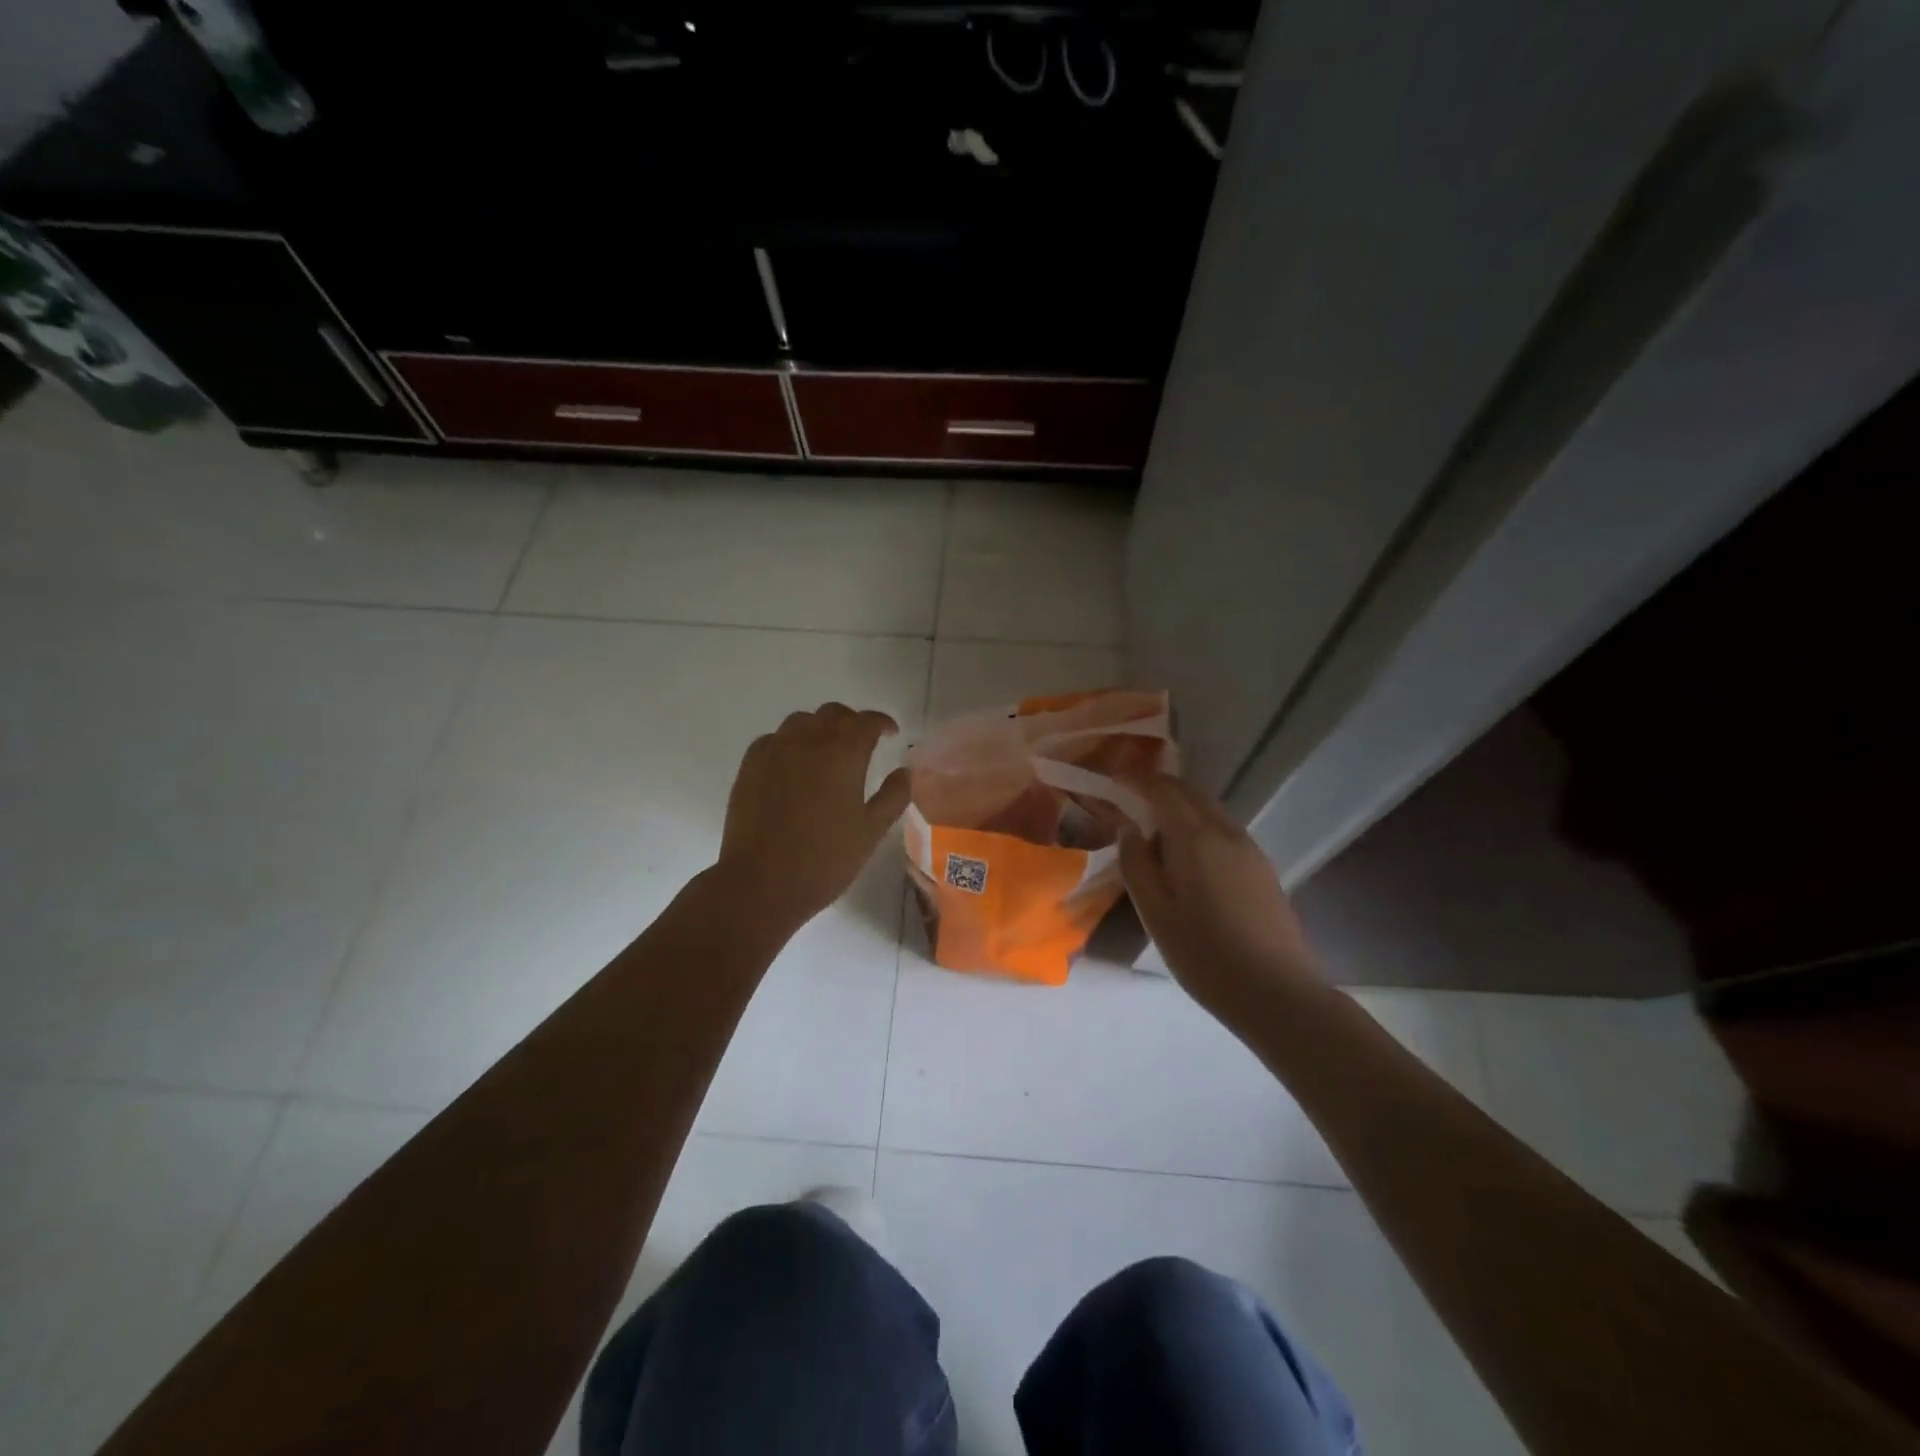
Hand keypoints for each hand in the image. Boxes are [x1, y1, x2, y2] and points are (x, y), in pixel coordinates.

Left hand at [716, 703, 911, 932]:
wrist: (761, 883)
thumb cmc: (825, 860)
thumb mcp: (871, 832)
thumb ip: (893, 796)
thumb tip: (904, 771)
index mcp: (843, 754)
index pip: (866, 721)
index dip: (881, 722)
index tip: (890, 733)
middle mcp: (808, 742)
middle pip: (832, 714)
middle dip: (851, 722)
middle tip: (861, 743)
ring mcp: (774, 751)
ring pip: (800, 721)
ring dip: (819, 728)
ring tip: (826, 751)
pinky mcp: (749, 767)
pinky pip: (773, 739)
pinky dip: (789, 743)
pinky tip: (793, 765)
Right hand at [1118, 773, 1322, 1018]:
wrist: (1277, 994)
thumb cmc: (1205, 955)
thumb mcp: (1155, 913)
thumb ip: (1136, 864)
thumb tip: (1128, 829)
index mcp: (1196, 838)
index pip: (1164, 790)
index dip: (1137, 780)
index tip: (1114, 780)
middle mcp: (1227, 832)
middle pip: (1191, 793)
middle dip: (1160, 788)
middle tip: (1130, 799)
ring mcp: (1250, 849)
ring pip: (1210, 810)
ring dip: (1181, 807)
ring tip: (1154, 829)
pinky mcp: (1263, 869)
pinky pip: (1224, 830)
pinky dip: (1199, 825)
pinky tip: (1187, 856)